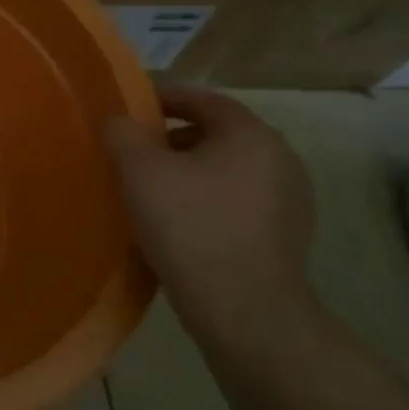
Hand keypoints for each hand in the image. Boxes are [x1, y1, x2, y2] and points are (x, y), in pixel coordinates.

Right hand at [100, 85, 315, 332]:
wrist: (245, 311)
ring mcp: (290, 201)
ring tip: (153, 190)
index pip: (204, 99)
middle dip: (174, 139)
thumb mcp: (138, 170)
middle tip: (136, 153)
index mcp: (251, 135)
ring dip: (191, 172)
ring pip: (228, 170)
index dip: (164, 98)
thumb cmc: (190, 226)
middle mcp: (281, 159)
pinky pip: (238, 202)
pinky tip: (180, 223)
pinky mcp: (287, 237)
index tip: (131, 111)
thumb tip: (117, 120)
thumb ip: (121, 133)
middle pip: (218, 134)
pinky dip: (208, 201)